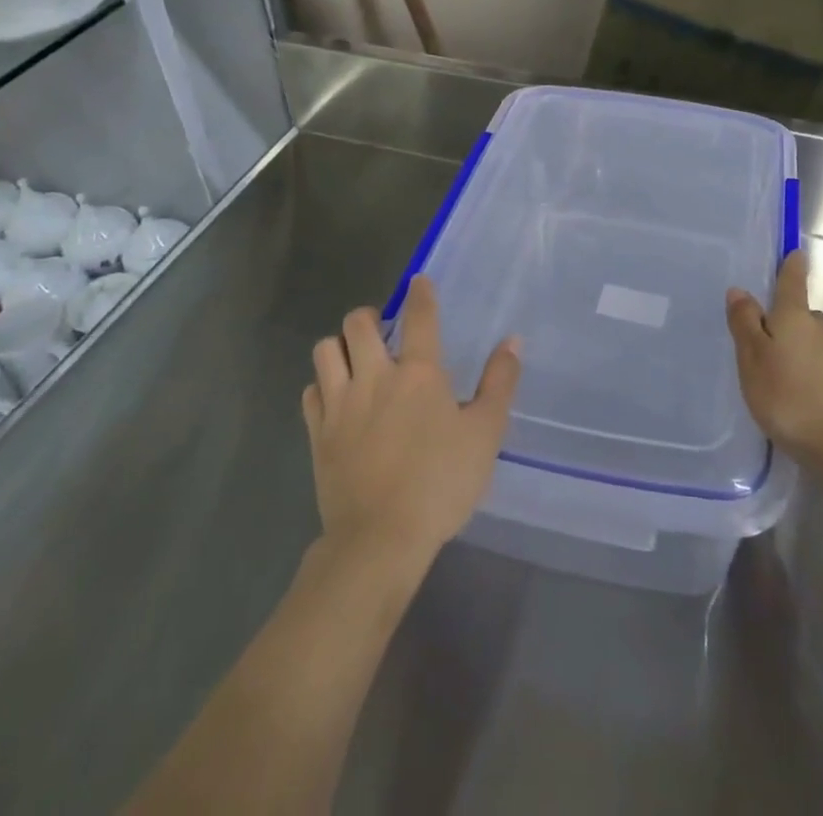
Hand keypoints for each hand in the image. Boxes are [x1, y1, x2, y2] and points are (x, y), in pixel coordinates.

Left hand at [303, 277, 520, 570]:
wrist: (380, 539)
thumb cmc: (441, 484)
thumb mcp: (485, 434)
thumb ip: (499, 383)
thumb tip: (512, 341)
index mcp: (419, 373)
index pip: (419, 315)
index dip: (420, 293)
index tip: (419, 283)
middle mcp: (375, 376)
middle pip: (357, 322)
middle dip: (369, 317)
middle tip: (382, 332)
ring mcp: (340, 403)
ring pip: (325, 350)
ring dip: (339, 346)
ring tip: (355, 360)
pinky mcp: (318, 432)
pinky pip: (310, 390)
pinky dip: (322, 385)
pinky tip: (336, 398)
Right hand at [726, 250, 822, 470]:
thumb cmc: (790, 396)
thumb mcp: (753, 358)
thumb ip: (745, 323)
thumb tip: (740, 289)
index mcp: (795, 315)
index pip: (793, 280)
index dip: (792, 265)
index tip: (793, 252)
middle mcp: (820, 329)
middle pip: (800, 314)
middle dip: (782, 318)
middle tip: (758, 334)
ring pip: (808, 342)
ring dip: (791, 349)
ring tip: (769, 371)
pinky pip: (816, 367)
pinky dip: (802, 372)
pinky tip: (790, 395)